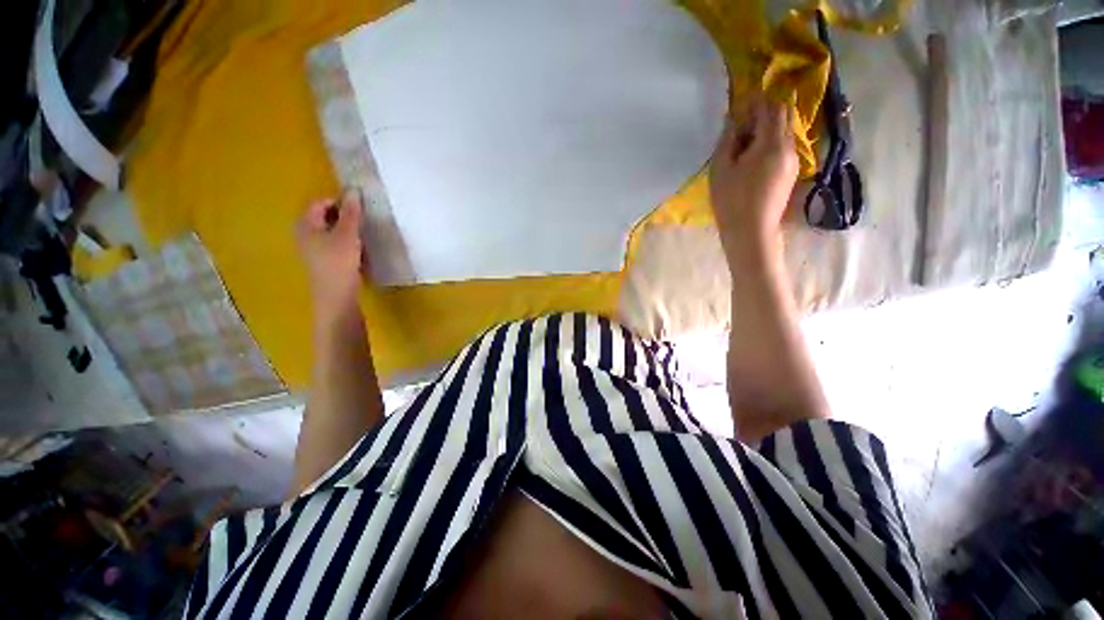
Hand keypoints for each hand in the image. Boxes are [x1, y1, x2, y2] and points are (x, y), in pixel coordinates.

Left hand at [297, 189, 365, 324]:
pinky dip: (345, 242)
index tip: (358, 207)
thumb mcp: (348, 234)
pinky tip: (357, 250)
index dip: (339, 201)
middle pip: (324, 217)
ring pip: (330, 231)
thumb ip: (351, 213)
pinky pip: (333, 243)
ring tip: (361, 235)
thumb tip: (353, 190)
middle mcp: (304, 234)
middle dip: (343, 216)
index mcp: (306, 225)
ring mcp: (312, 249)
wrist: (337, 296)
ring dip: (346, 230)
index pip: (319, 203)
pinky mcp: (322, 261)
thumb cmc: (340, 262)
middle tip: (362, 220)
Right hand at [708, 97, 798, 260]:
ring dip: (768, 129)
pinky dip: (772, 143)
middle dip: (765, 112)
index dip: (757, 101)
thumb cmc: (731, 201)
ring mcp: (794, 160)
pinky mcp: (792, 173)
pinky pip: (785, 146)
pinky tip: (754, 159)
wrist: (751, 232)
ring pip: (785, 131)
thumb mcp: (721, 168)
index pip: (772, 107)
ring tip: (744, 146)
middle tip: (742, 126)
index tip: (741, 105)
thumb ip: (728, 139)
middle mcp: (790, 147)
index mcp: (772, 143)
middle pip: (784, 115)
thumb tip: (734, 119)